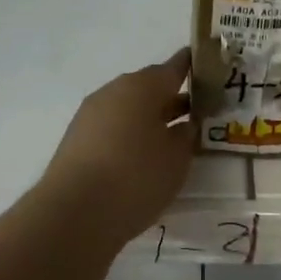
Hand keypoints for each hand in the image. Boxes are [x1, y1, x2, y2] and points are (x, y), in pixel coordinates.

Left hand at [37, 50, 193, 251]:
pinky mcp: (77, 138)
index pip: (175, 67)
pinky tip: (139, 157)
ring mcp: (92, 112)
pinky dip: (128, 134)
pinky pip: (112, 126)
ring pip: (129, 107)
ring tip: (169, 139)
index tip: (207, 67)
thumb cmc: (135, 177)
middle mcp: (116, 90)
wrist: (74, 213)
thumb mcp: (176, 158)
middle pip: (149, 87)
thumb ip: (186, 136)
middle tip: (195, 113)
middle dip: (171, 98)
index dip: (191, 66)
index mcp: (143, 85)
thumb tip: (186, 123)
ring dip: (149, 118)